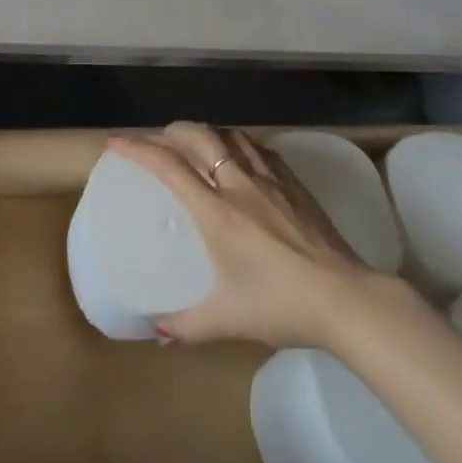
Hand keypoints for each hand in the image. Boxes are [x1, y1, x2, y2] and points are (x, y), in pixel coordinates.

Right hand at [106, 122, 386, 350]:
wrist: (345, 298)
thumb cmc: (281, 305)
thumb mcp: (228, 320)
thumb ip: (187, 325)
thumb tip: (156, 331)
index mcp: (217, 212)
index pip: (169, 166)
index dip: (138, 149)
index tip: (116, 142)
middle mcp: (239, 184)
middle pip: (200, 136)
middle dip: (172, 131)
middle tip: (158, 141)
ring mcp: (270, 179)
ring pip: (231, 135)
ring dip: (206, 132)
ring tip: (196, 143)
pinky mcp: (294, 182)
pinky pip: (258, 147)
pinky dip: (238, 142)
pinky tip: (240, 155)